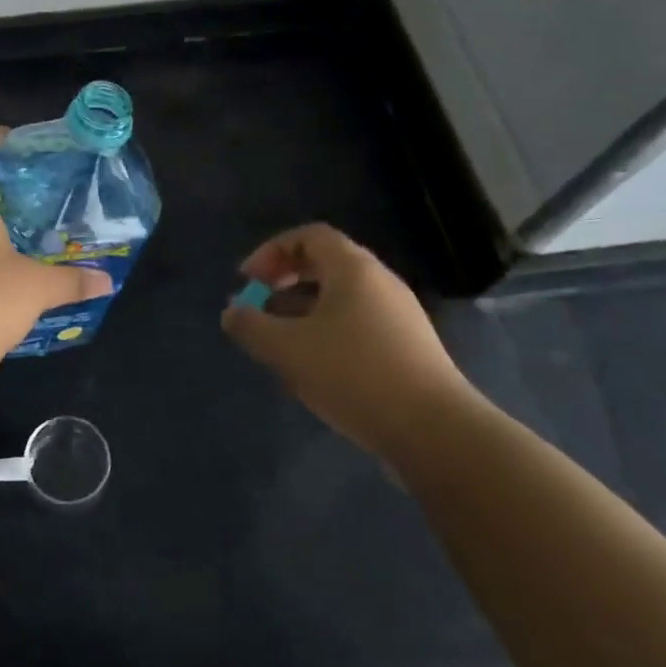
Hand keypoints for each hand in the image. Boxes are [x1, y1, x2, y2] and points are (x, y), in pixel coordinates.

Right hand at [220, 223, 472, 458]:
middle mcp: (380, 282)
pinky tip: (313, 367)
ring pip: (340, 298)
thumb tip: (232, 312)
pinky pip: (357, 324)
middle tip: (258, 307)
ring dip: (302, 310)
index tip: (247, 281)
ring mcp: (398, 315)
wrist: (434, 430)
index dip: (271, 251)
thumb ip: (251, 326)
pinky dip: (326, 332)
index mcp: (353, 269)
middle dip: (284, 281)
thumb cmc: (353, 374)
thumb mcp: (287, 348)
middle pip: (325, 264)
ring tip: (279, 342)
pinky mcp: (407, 347)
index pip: (309, 236)